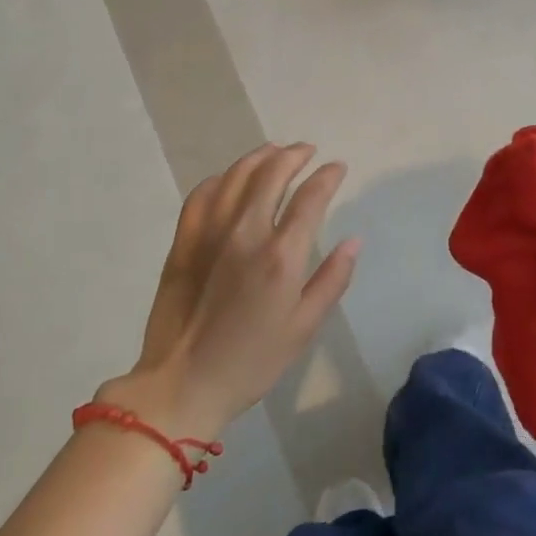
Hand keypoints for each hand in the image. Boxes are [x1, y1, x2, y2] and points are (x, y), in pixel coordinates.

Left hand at [99, 143, 359, 439]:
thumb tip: (353, 241)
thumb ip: (332, 279)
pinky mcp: (184, 241)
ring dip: (259, 157)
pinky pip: (202, 195)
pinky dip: (221, 179)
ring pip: (236, 176)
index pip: (310, 197)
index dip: (327, 176)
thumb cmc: (252, 361)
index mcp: (281, 255)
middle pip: (272, 174)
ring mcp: (210, 233)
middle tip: (307, 151)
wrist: (182, 384)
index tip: (337, 167)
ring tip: (274, 151)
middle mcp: (246, 232)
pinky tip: (230, 179)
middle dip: (294, 156)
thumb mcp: (304, 327)